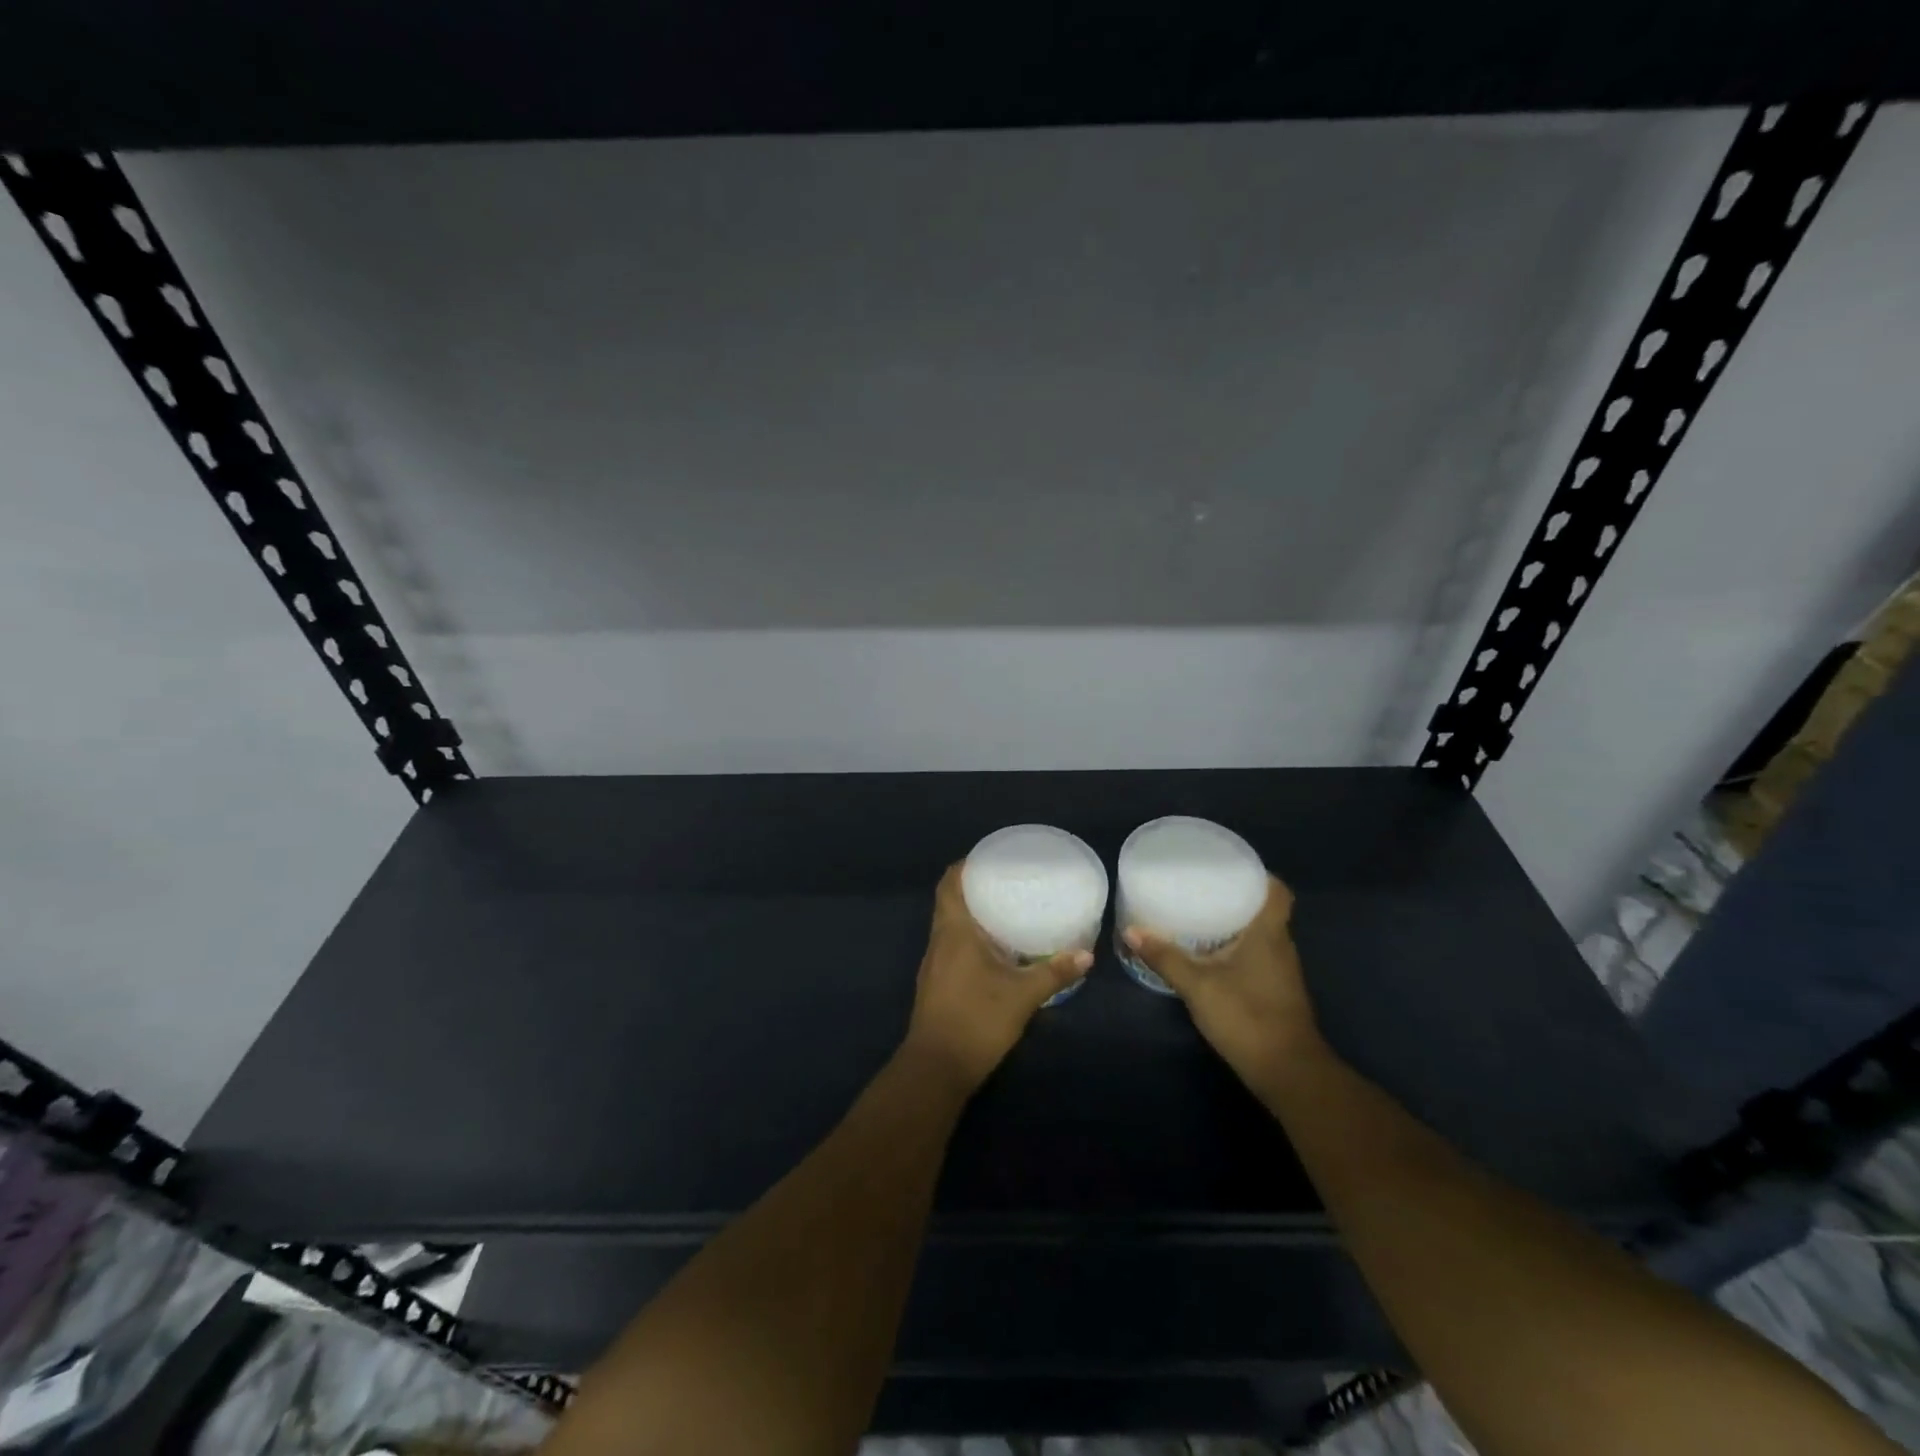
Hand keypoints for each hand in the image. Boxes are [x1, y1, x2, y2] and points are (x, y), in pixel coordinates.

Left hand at [903, 863, 1091, 1094]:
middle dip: (976, 888)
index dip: (966, 866)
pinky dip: (972, 938)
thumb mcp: (1022, 995)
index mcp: (953, 931)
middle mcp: (939, 941)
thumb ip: (1054, 972)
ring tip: (1008, 909)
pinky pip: (953, 946)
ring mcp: (935, 964)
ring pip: (951, 926)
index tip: (991, 858)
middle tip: (1009, 882)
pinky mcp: (938, 984)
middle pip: (950, 901)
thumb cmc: (976, 1020)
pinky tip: (997, 950)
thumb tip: (1087, 954)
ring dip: (974, 914)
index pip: (949, 883)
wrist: (936, 1069)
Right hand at [1123, 875, 1322, 1084]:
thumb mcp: (1197, 985)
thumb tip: (1131, 930)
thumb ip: (1165, 957)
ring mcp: (1282, 971)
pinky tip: (1210, 954)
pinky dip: (1237, 948)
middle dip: (1236, 897)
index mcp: (1269, 932)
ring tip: (1200, 914)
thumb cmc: (1246, 1016)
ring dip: (1236, 924)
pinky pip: (1257, 956)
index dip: (1259, 875)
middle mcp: (1281, 945)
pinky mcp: (1276, 992)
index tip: (1229, 868)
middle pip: (1265, 910)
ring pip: (1261, 934)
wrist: (1287, 1072)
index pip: (1277, 891)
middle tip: (1202, 887)